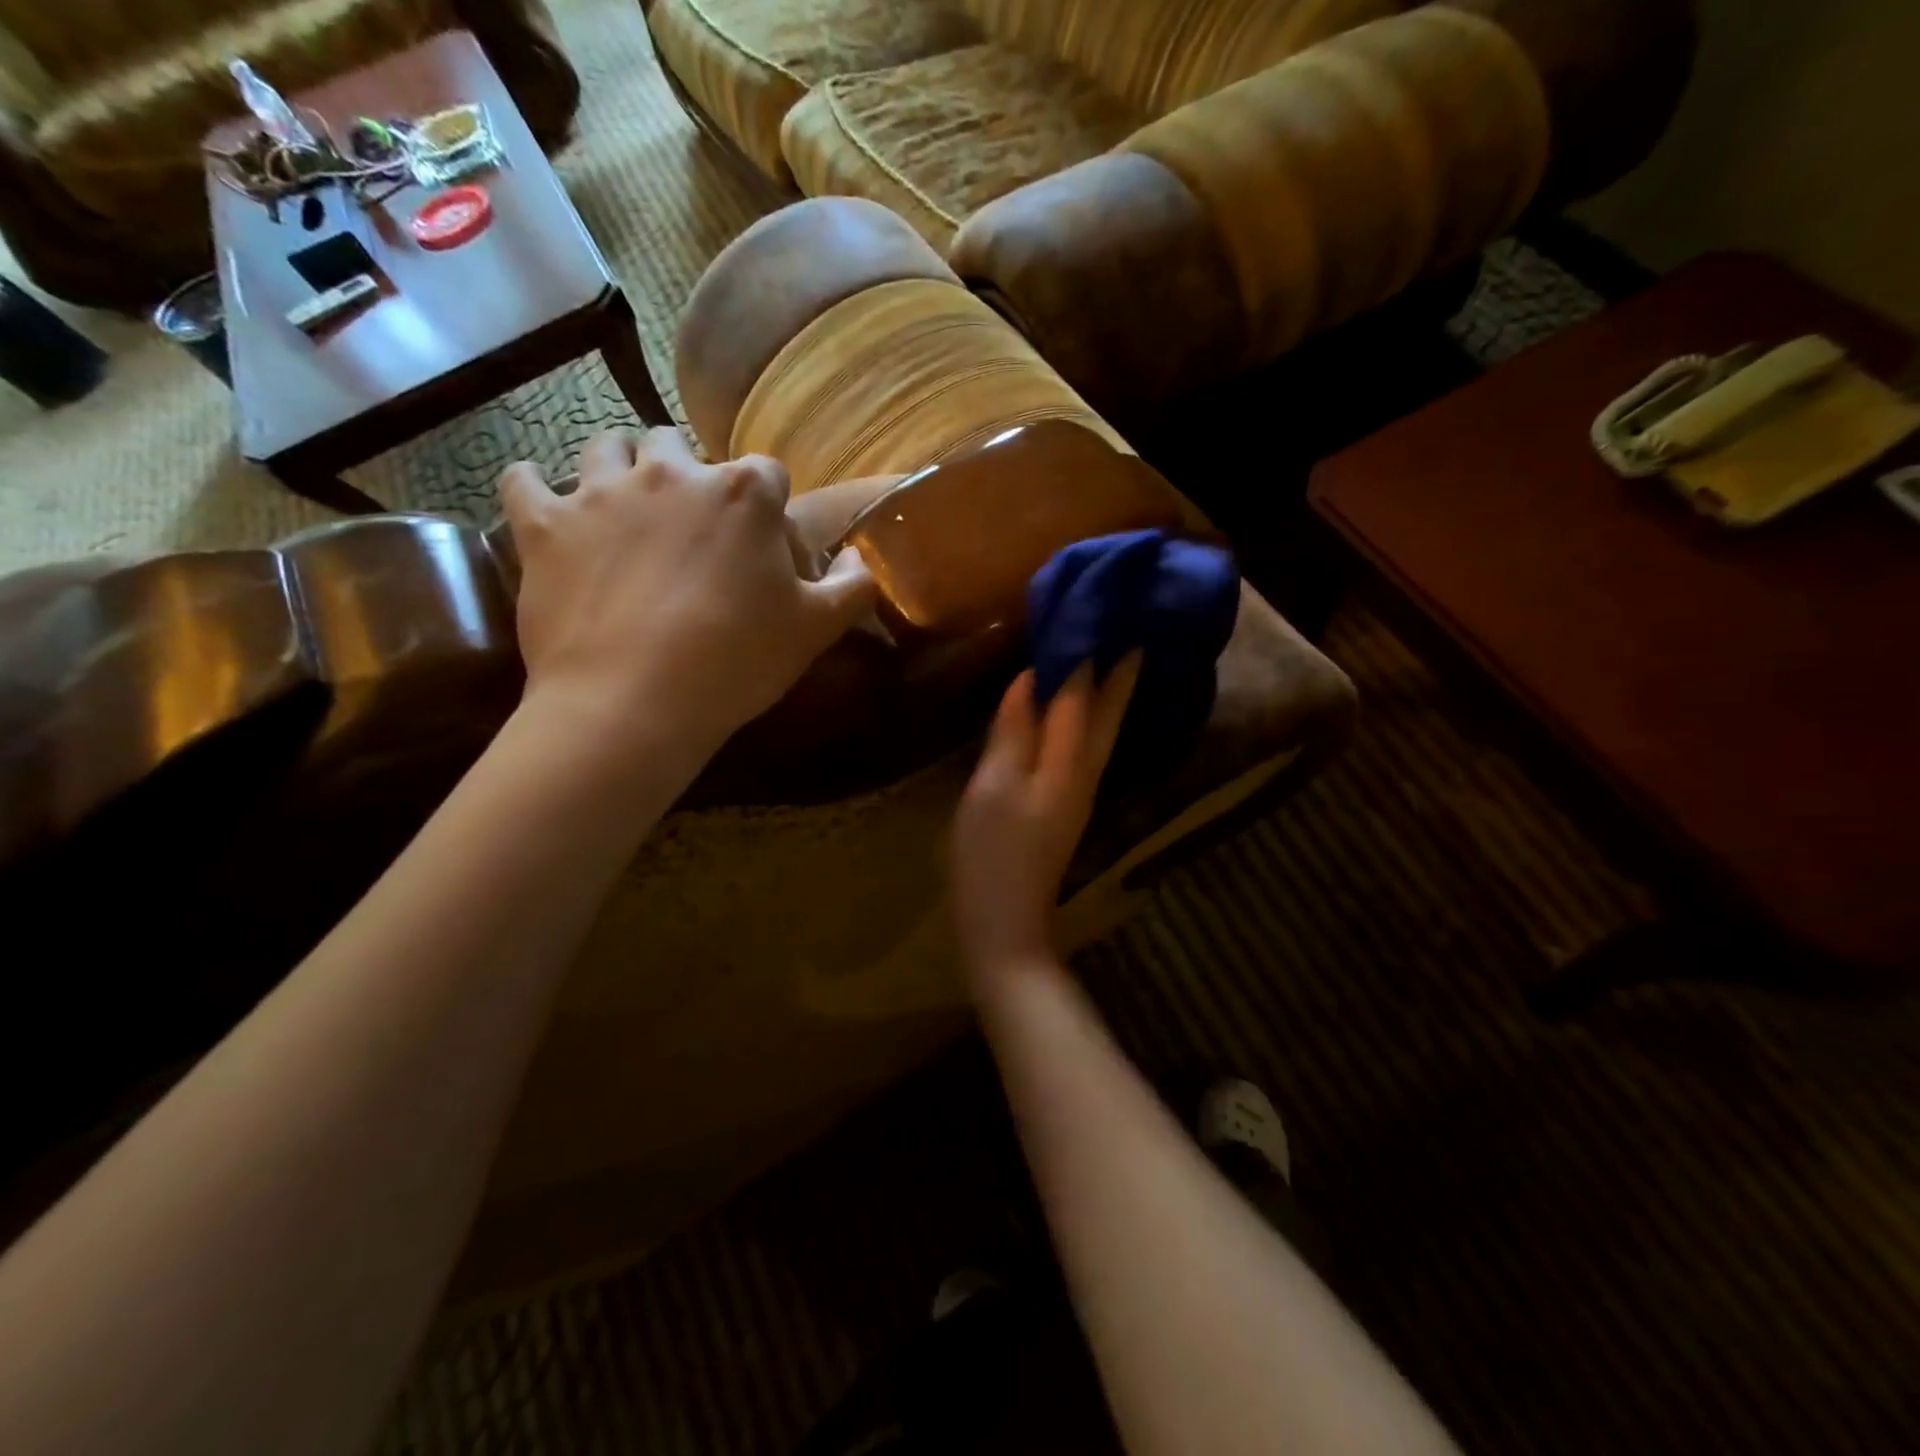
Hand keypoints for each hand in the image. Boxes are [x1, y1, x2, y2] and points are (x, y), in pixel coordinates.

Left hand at [501, 427, 875, 757]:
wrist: (634, 704)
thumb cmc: (736, 663)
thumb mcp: (815, 630)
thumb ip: (852, 585)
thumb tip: (860, 558)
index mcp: (743, 493)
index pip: (767, 473)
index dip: (768, 509)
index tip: (763, 548)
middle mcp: (672, 472)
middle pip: (678, 446)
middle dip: (687, 477)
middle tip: (689, 530)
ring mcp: (601, 492)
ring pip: (606, 447)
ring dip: (619, 469)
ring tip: (624, 510)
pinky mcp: (545, 524)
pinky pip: (526, 480)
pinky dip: (538, 488)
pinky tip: (549, 506)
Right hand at [951, 657, 1140, 979]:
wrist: (1006, 922)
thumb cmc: (993, 853)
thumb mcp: (994, 787)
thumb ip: (1015, 730)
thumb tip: (1032, 679)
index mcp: (1069, 763)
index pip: (1085, 696)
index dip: (1091, 654)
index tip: (1103, 610)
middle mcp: (1085, 772)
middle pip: (1108, 712)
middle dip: (1119, 670)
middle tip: (1126, 626)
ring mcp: (1078, 790)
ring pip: (1101, 729)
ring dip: (1107, 691)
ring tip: (1107, 654)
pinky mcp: (1065, 803)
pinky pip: (1084, 746)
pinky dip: (1087, 717)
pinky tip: (1077, 709)